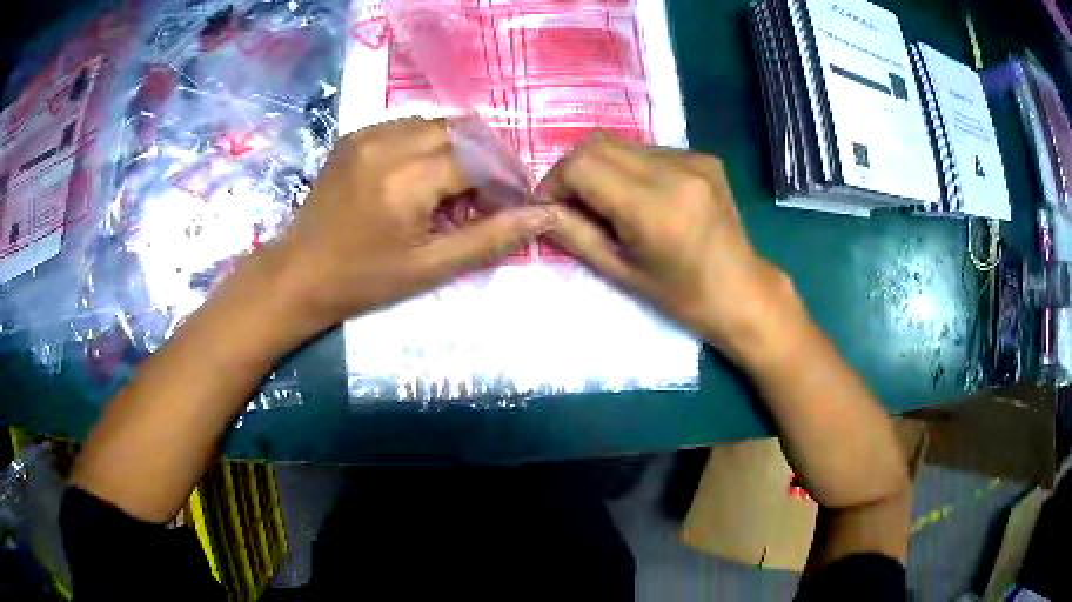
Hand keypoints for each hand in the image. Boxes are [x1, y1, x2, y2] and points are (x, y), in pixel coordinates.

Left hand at [267, 118, 556, 337]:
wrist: (297, 274)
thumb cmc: (363, 280)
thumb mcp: (430, 267)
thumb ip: (490, 238)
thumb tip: (543, 216)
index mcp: (407, 180)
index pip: (478, 158)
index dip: (504, 177)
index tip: (515, 202)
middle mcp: (387, 143)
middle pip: (460, 131)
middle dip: (485, 158)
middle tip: (490, 194)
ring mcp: (366, 134)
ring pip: (435, 124)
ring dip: (458, 149)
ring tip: (457, 187)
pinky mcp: (354, 136)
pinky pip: (406, 126)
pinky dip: (428, 144)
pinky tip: (423, 176)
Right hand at [539, 134, 802, 367]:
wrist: (743, 291)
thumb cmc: (683, 297)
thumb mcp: (621, 273)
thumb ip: (575, 235)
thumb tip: (539, 211)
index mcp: (654, 205)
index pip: (582, 164)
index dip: (555, 182)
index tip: (551, 209)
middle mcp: (675, 169)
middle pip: (597, 144)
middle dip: (573, 172)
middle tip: (573, 206)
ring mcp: (693, 158)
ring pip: (621, 145)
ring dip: (602, 170)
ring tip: (609, 206)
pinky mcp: (703, 157)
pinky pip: (648, 152)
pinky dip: (630, 170)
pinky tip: (642, 199)